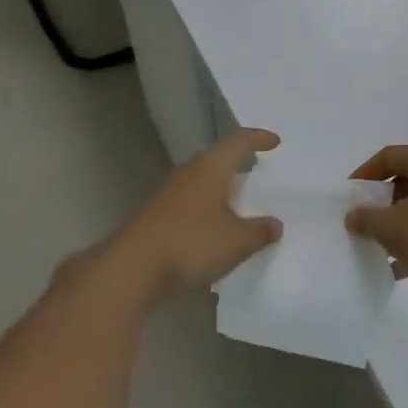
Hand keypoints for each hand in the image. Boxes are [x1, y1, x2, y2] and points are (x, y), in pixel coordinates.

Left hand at [107, 128, 283, 299]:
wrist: (132, 267)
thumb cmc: (191, 243)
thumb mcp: (237, 241)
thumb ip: (260, 231)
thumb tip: (275, 224)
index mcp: (211, 167)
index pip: (239, 141)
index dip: (258, 139)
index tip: (274, 142)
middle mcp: (189, 172)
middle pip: (217, 158)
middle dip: (237, 163)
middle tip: (256, 171)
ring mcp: (168, 193)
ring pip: (201, 181)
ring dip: (220, 188)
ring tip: (238, 203)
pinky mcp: (156, 214)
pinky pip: (189, 202)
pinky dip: (206, 208)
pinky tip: (212, 229)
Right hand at [344, 145, 407, 302]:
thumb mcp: (392, 229)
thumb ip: (366, 218)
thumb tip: (354, 215)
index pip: (389, 156)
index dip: (364, 174)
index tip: (349, 198)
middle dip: (383, 201)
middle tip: (365, 222)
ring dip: (402, 222)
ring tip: (382, 247)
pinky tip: (405, 267)